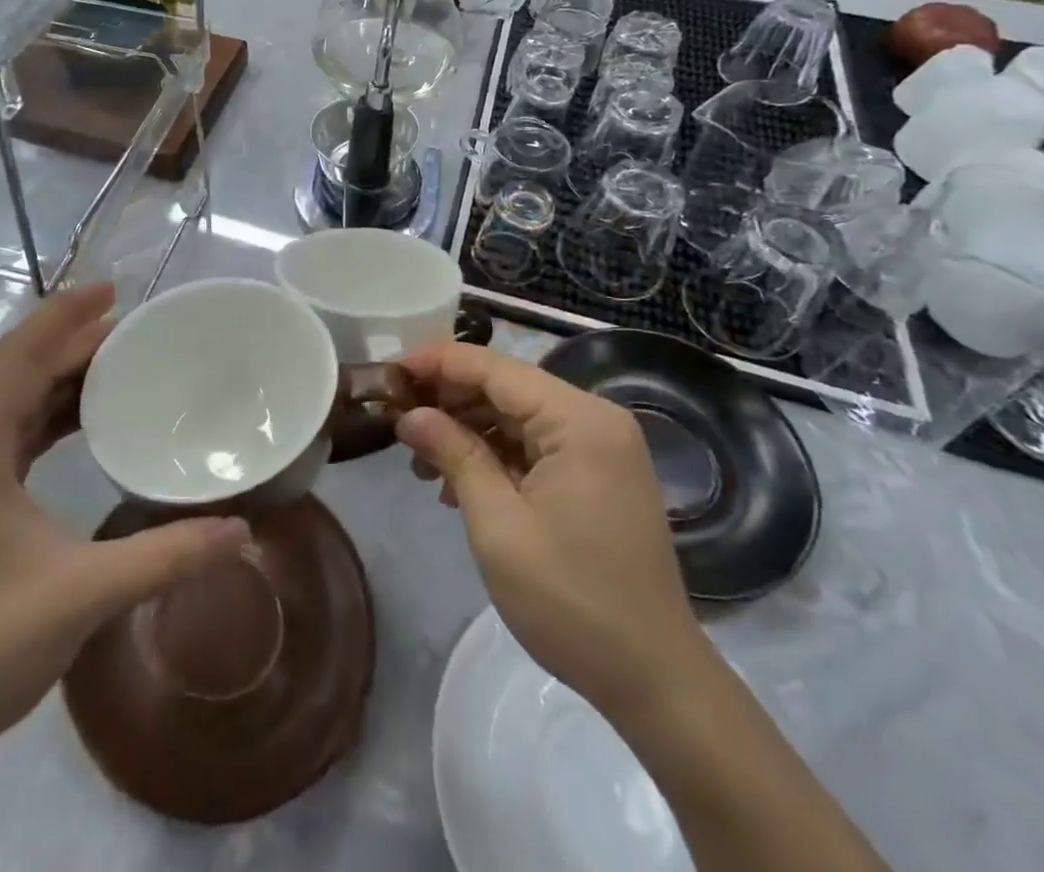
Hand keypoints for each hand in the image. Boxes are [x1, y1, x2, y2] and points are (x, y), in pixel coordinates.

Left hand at [0, 283, 249, 757]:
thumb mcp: (84, 593)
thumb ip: (166, 556)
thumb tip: (242, 530)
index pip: (20, 355)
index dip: (65, 315)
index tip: (115, 291)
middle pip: (19, 368)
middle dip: (72, 339)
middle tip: (135, 327)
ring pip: (15, 398)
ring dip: (62, 374)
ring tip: (119, 361)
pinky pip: (15, 430)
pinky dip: (52, 411)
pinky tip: (88, 420)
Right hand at [395, 342, 709, 719]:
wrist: (654, 681)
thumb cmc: (571, 599)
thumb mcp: (498, 524)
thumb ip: (453, 454)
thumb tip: (409, 414)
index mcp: (579, 419)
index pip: (494, 367)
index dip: (436, 362)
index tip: (388, 371)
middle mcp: (594, 419)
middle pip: (505, 386)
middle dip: (448, 399)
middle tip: (396, 418)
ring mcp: (599, 448)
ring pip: (515, 415)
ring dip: (466, 430)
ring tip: (420, 460)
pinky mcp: (595, 475)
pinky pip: (533, 445)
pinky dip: (492, 454)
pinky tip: (457, 483)